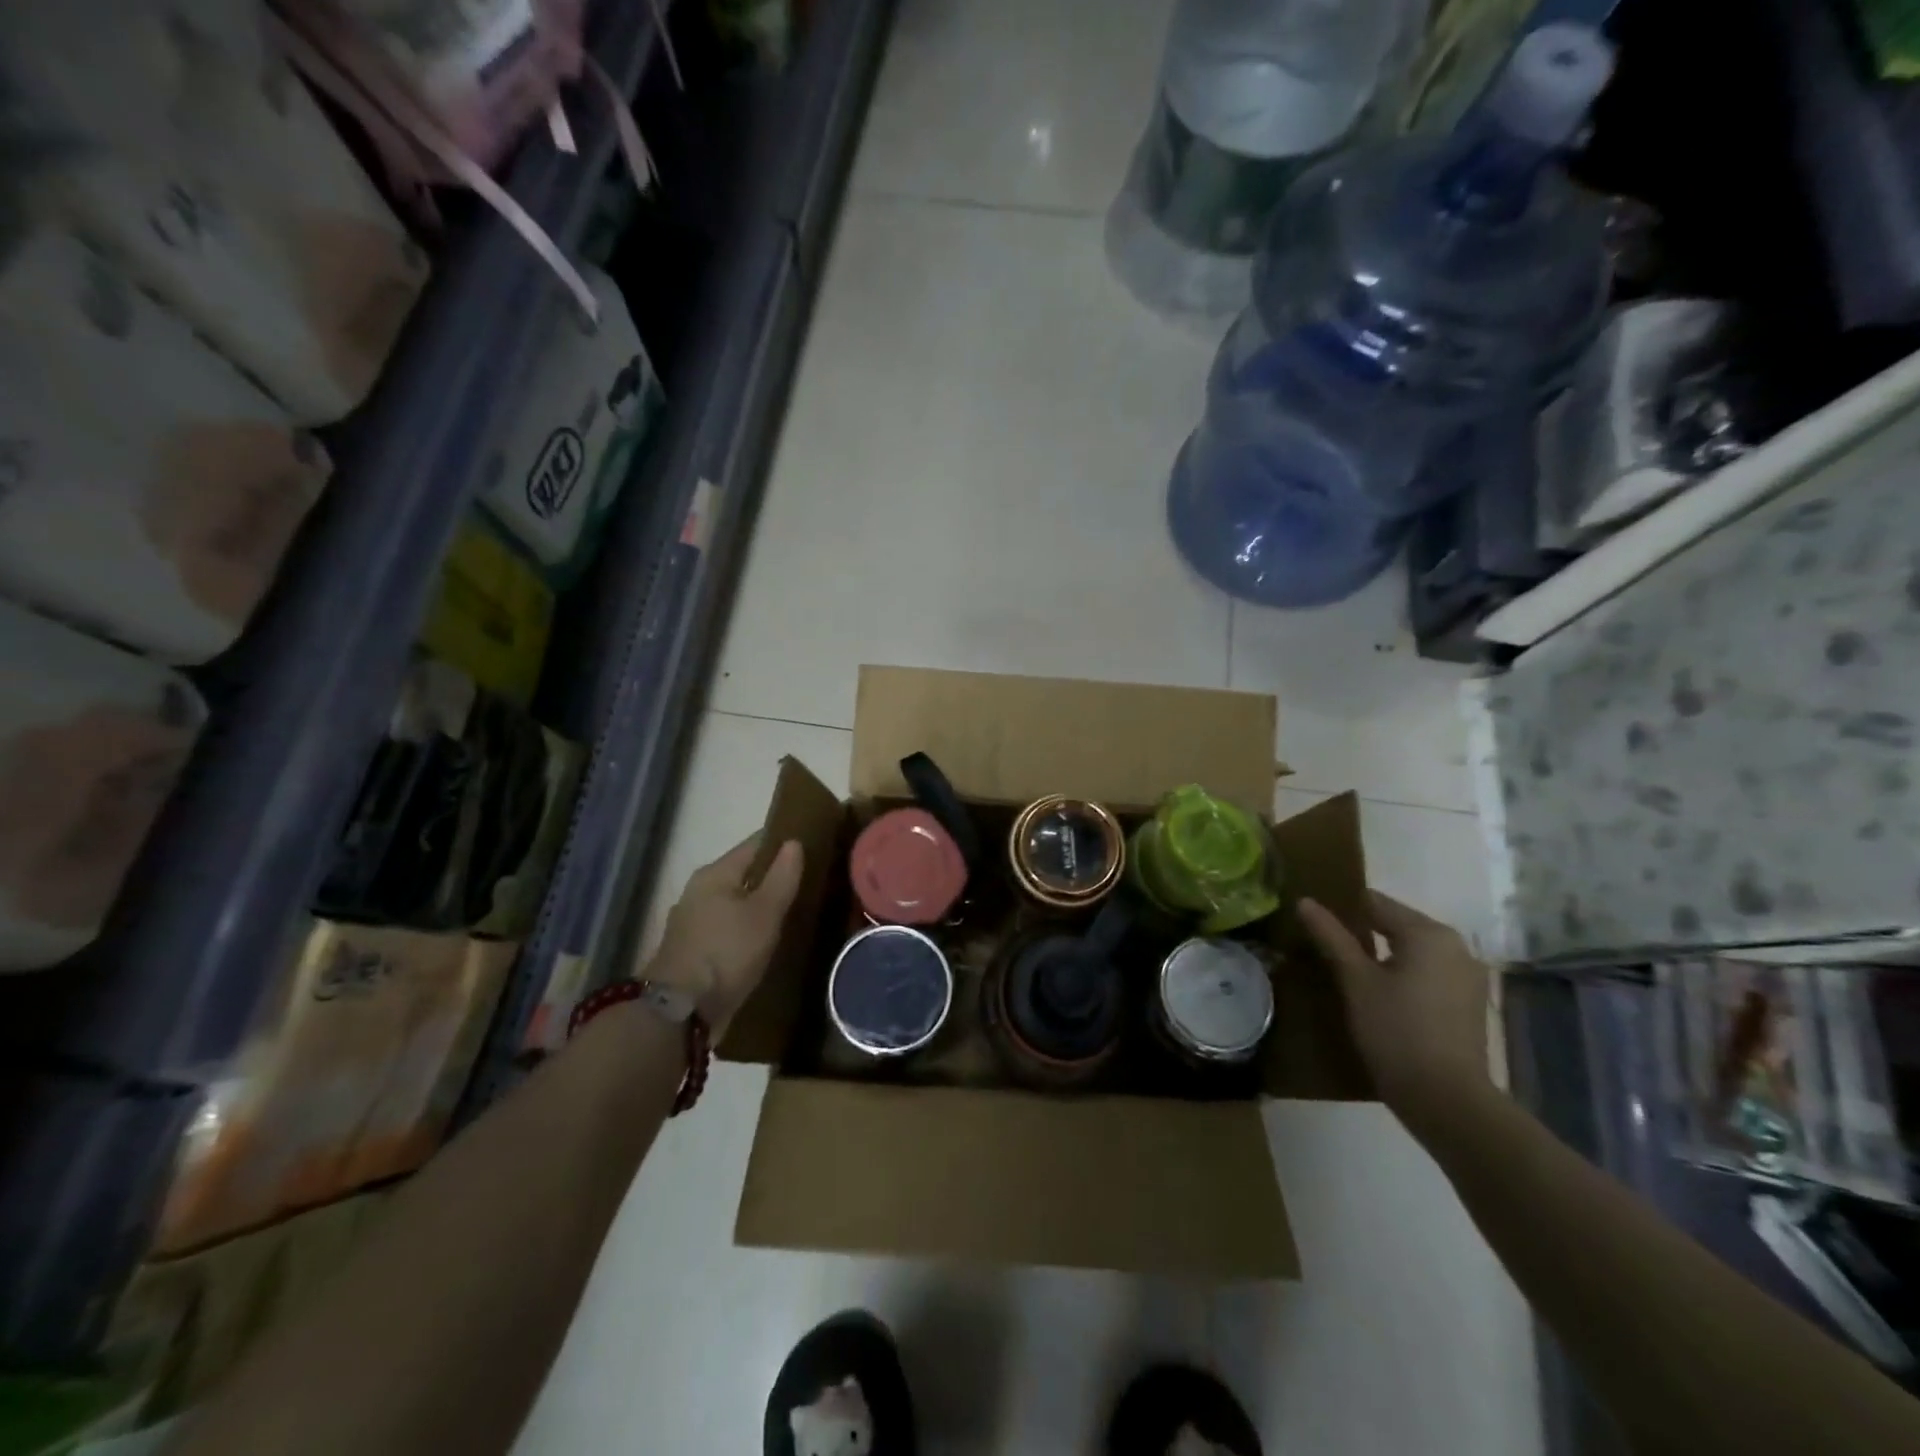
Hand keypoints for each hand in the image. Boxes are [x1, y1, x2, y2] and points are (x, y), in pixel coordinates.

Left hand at [648, 834, 803, 1039]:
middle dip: (770, 876)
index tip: (809, 845)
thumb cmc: (726, 952)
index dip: (781, 843)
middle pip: (742, 874)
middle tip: (806, 881)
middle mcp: (698, 891)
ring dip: (757, 905)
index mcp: (714, 874)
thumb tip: (793, 842)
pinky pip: (726, 928)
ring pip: (733, 903)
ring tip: (789, 911)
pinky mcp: (691, 951)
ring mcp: (691, 923)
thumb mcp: (764, 913)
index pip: (754, 845)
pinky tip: (763, 940)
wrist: (680, 1012)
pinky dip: (744, 929)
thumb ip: (782, 876)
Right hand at [1298, 890, 1490, 1115]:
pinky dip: (1404, 975)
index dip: (1342, 908)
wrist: (1447, 1100)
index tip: (1315, 920)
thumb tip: (1304, 901)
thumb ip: (1331, 937)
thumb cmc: (1395, 1031)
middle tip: (1326, 946)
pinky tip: (1381, 995)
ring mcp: (1468, 976)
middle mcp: (1456, 946)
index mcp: (1428, 933)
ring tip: (1348, 971)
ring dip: (1384, 955)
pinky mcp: (1469, 1003)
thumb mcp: (1355, 981)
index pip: (1376, 903)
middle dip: (1363, 932)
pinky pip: (1429, 973)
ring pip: (1414, 951)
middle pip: (1398, 924)